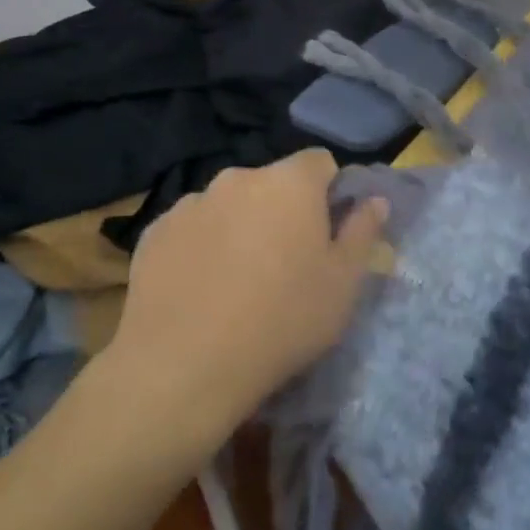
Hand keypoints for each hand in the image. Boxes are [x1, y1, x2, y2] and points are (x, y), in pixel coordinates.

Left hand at [110, 149, 387, 441]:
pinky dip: (202, 246)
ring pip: (230, 205)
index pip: (320, 162)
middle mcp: (238, 178)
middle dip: (283, 210)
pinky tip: (200, 289)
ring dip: (241, 226)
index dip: (329, 192)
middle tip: (286, 264)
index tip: (327, 233)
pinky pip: (192, 228)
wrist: (182, 367)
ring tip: (237, 281)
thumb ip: (362, 232)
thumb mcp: (343, 284)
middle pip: (272, 183)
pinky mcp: (154, 232)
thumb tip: (374, 200)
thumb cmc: (282, 321)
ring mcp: (191, 203)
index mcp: (290, 182)